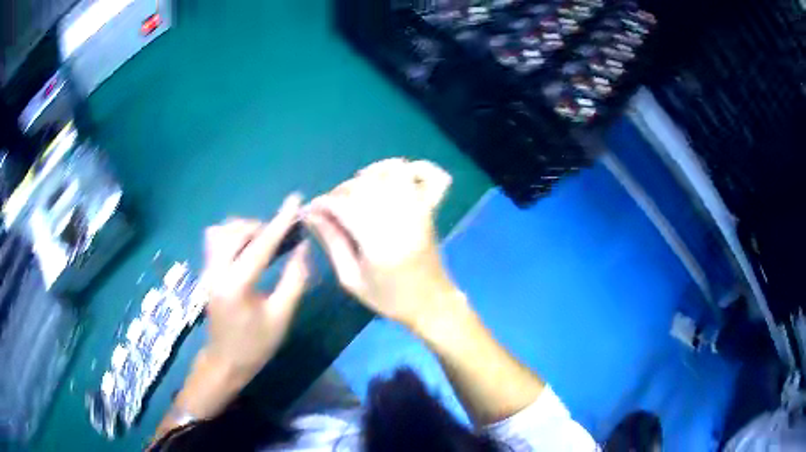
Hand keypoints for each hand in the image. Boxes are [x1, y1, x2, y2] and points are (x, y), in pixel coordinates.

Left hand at [201, 194, 309, 379]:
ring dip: (243, 230)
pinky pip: (215, 241)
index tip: (295, 200)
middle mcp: (216, 272)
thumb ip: (294, 280)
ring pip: (220, 232)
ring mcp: (207, 271)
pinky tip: (245, 251)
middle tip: (278, 240)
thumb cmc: (256, 345)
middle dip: (258, 227)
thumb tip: (303, 248)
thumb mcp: (281, 317)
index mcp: (236, 286)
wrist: (225, 362)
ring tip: (261, 245)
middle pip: (234, 231)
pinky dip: (232, 237)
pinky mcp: (206, 272)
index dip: (280, 222)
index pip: (260, 246)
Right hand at [304, 158, 464, 329]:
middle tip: (331, 208)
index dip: (322, 204)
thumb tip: (312, 216)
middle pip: (365, 185)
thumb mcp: (352, 280)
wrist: (431, 303)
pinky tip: (393, 178)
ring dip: (370, 176)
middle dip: (340, 191)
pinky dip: (413, 168)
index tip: (310, 210)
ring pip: (393, 173)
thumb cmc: (389, 298)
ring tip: (358, 191)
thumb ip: (332, 243)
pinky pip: (432, 177)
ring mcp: (420, 210)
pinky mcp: (430, 209)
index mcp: (379, 242)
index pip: (344, 206)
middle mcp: (401, 218)